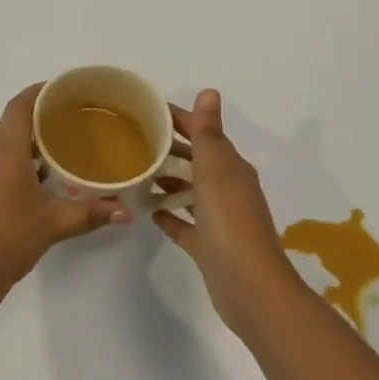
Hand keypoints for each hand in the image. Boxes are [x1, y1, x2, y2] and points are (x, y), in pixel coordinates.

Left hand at [0, 84, 131, 295]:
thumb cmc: (5, 241)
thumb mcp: (52, 225)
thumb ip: (90, 213)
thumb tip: (125, 212)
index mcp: (3, 151)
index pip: (20, 105)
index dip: (40, 92)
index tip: (64, 90)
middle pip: (11, 123)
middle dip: (40, 119)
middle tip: (73, 122)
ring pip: (2, 147)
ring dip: (27, 145)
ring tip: (60, 153)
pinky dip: (15, 164)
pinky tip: (37, 185)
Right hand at [154, 90, 306, 330]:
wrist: (250, 288)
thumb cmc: (230, 223)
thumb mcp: (216, 171)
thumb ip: (208, 133)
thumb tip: (210, 92)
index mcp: (231, 168)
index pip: (202, 133)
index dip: (177, 119)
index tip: (143, 111)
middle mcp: (228, 189)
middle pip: (194, 160)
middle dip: (167, 149)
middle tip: (128, 141)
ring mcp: (219, 219)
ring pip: (189, 191)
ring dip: (167, 180)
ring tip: (133, 172)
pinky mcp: (209, 246)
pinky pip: (185, 224)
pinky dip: (169, 215)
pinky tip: (148, 211)